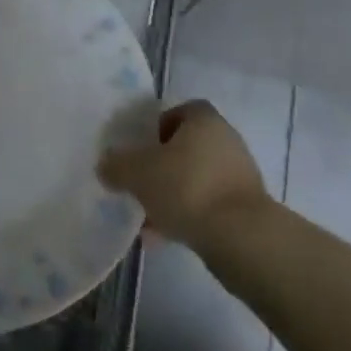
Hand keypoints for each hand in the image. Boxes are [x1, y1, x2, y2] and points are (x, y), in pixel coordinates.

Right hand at [97, 100, 270, 248]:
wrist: (242, 239)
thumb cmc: (187, 188)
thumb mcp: (137, 172)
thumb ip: (116, 165)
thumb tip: (105, 165)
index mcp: (204, 120)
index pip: (179, 111)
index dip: (157, 126)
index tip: (140, 148)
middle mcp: (226, 141)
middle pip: (186, 148)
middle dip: (162, 166)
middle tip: (139, 182)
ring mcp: (239, 177)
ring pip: (195, 180)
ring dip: (172, 195)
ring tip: (146, 217)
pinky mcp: (245, 210)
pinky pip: (207, 206)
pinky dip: (187, 217)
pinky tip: (162, 238)